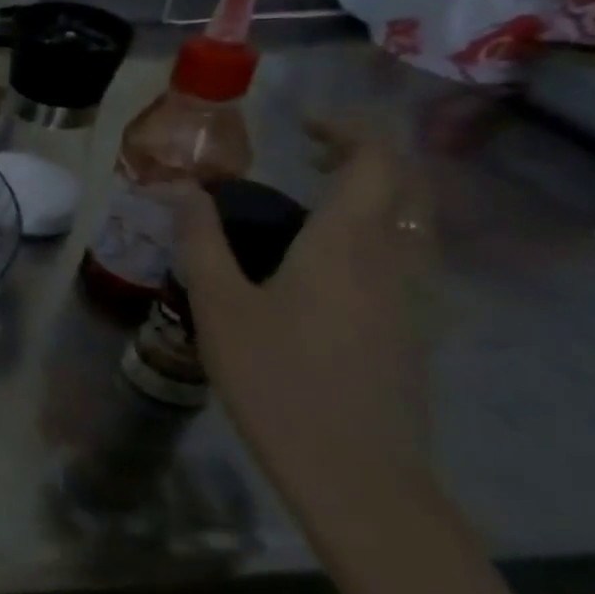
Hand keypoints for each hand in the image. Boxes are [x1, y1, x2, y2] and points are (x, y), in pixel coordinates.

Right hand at [178, 132, 434, 511]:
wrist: (353, 470)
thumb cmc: (276, 377)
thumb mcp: (219, 304)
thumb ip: (201, 239)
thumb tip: (180, 187)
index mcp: (347, 242)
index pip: (376, 158)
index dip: (346, 128)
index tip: (299, 123)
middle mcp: (394, 257)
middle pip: (405, 183)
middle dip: (363, 154)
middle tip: (309, 153)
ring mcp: (414, 295)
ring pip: (411, 220)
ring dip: (373, 193)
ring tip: (311, 202)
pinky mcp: (414, 326)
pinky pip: (405, 254)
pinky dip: (375, 232)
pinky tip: (323, 261)